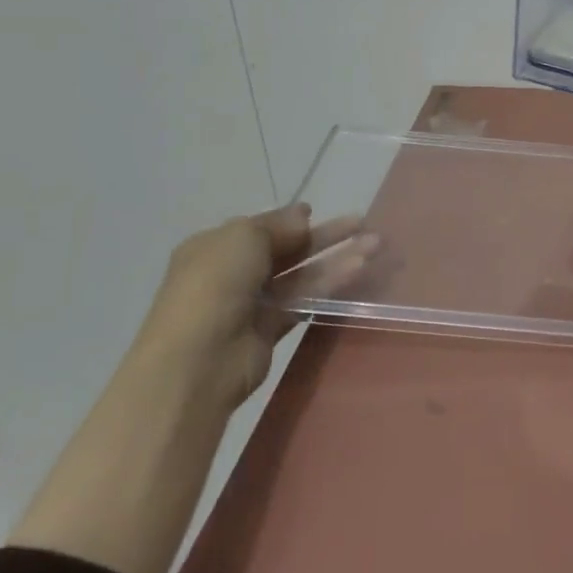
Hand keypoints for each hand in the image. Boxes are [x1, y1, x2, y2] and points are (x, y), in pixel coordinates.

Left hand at [134, 203, 375, 406]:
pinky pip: (304, 300)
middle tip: (363, 224)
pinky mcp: (270, 330)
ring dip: (336, 259)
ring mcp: (251, 303)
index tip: (319, 212)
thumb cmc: (214, 285)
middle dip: (325, 236)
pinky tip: (359, 271)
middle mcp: (232, 272)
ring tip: (375, 246)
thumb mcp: (243, 238)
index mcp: (215, 246)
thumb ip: (278, 225)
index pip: (260, 227)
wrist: (197, 360)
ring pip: (301, 275)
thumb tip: (303, 215)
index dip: (290, 220)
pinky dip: (330, 285)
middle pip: (287, 249)